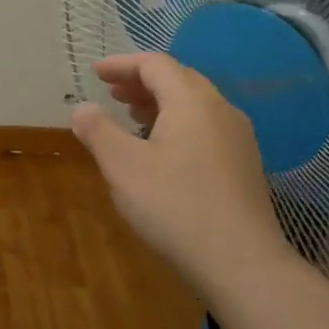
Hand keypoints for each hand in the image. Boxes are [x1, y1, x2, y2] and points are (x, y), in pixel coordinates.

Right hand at [70, 51, 296, 293]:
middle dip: (142, 81)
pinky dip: (178, 123)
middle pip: (178, 79)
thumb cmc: (176, 207)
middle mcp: (220, 109)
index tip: (96, 72)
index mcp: (191, 100)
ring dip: (160, 103)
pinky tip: (163, 150)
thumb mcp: (123, 167)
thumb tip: (83, 108)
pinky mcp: (245, 164)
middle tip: (112, 92)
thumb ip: (99, 131)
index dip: (122, 64)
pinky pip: (206, 126)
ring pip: (195, 103)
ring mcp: (238, 137)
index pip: (155, 64)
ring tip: (133, 117)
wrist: (242, 264)